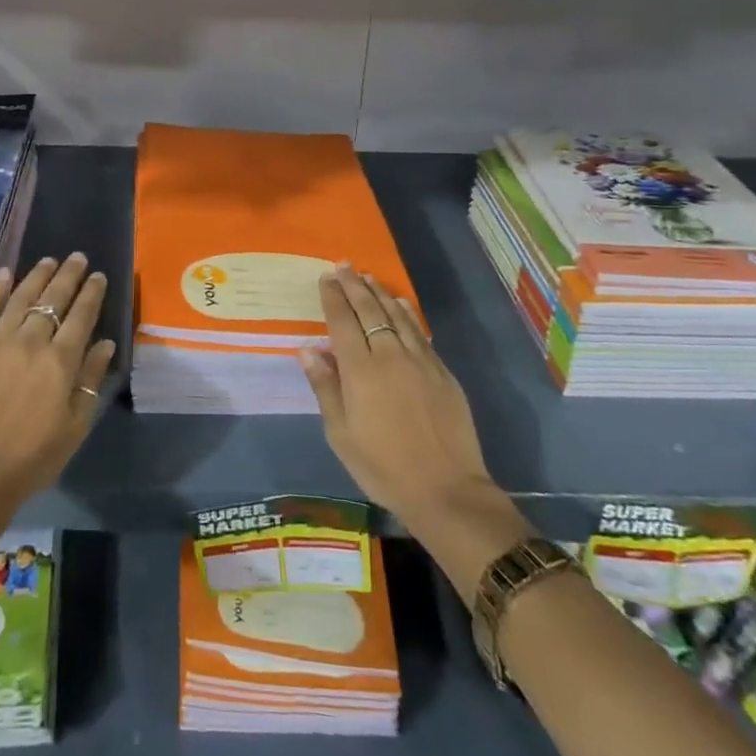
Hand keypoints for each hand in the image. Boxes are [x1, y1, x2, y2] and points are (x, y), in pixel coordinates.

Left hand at [0, 254, 114, 521]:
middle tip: (78, 258)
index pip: (81, 316)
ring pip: (21, 297)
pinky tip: (6, 274)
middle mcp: (30, 342)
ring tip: (49, 260)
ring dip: (37, 275)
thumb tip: (106, 343)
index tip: (99, 276)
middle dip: (68, 275)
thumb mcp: (74, 427)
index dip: (92, 293)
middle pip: (53, 299)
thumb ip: (90, 381)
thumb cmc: (30, 459)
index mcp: (59, 362)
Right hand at [300, 267, 527, 591]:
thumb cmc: (383, 467)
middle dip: (354, 286)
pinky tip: (400, 304)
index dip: (333, 297)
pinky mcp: (442, 372)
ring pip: (397, 315)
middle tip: (343, 266)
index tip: (325, 277)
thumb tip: (308, 349)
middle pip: (369, 310)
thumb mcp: (341, 434)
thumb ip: (325, 387)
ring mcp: (420, 361)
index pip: (342, 322)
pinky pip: (419, 331)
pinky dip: (406, 313)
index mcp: (360, 370)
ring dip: (380, 293)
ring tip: (368, 277)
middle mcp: (389, 355)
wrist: (446, 490)